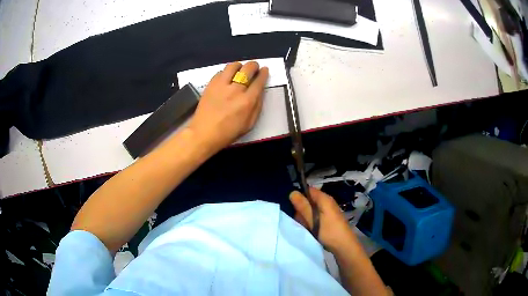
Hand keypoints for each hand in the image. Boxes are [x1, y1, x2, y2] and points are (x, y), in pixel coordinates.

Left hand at [188, 61, 268, 151]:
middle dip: (254, 66)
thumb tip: (260, 92)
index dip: (264, 73)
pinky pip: (220, 72)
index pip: (259, 81)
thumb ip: (257, 106)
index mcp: (247, 101)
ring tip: (240, 68)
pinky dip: (226, 72)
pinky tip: (227, 76)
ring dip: (239, 65)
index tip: (264, 70)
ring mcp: (221, 85)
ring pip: (233, 66)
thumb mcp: (249, 124)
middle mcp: (236, 90)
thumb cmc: (228, 132)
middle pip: (248, 69)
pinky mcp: (210, 85)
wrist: (204, 133)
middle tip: (254, 67)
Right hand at [290, 187, 356, 252]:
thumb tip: (292, 192)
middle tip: (300, 221)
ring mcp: (329, 211)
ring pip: (312, 209)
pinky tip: (311, 229)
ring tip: (305, 227)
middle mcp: (327, 202)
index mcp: (324, 199)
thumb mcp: (313, 220)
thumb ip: (303, 207)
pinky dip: (312, 221)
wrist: (344, 246)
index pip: (308, 190)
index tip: (293, 207)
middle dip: (302, 210)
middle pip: (310, 200)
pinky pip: (317, 216)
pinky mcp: (329, 219)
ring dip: (306, 217)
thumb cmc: (329, 232)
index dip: (299, 196)